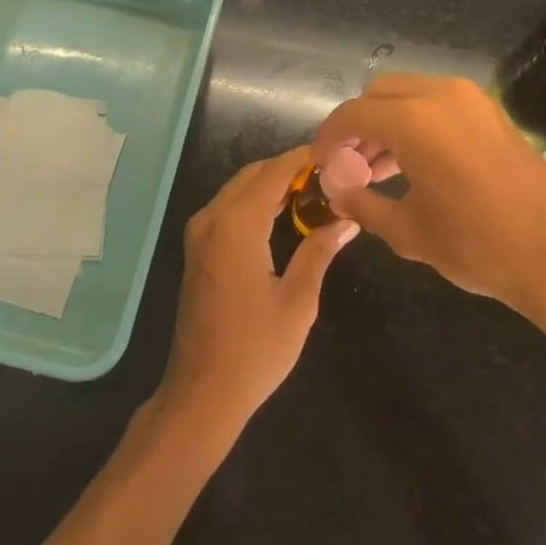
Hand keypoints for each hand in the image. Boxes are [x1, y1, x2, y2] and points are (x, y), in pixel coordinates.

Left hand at [158, 148, 358, 432]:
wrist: (202, 391)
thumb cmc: (255, 349)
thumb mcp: (298, 301)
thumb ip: (319, 252)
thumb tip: (347, 221)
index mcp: (236, 224)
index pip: (273, 172)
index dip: (303, 158)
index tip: (335, 153)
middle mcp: (211, 218)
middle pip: (252, 175)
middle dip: (288, 169)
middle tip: (330, 175)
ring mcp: (199, 233)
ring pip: (238, 189)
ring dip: (272, 184)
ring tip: (315, 191)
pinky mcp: (197, 248)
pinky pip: (228, 208)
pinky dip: (255, 202)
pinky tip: (285, 214)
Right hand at [311, 76, 545, 334]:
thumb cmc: (478, 245)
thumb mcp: (408, 230)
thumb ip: (362, 202)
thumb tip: (335, 190)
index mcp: (413, 120)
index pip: (352, 114)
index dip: (328, 137)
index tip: (320, 163)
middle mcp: (440, 94)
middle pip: (378, 94)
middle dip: (358, 125)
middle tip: (351, 165)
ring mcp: (471, 99)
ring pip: (408, 94)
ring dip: (387, 123)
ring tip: (379, 170)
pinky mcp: (491, 112)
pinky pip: (437, 103)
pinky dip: (416, 123)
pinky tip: (415, 165)